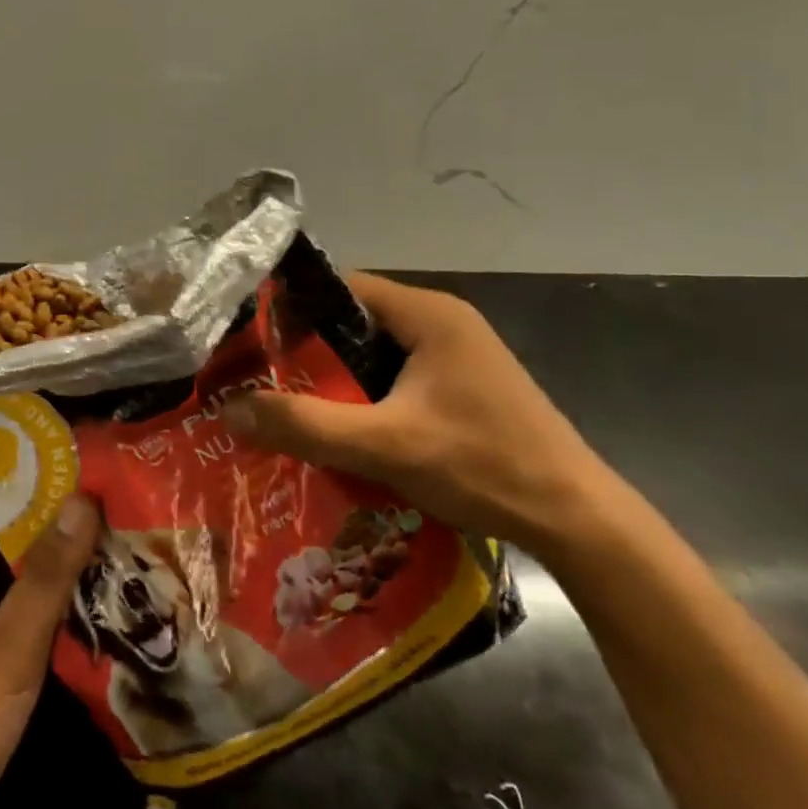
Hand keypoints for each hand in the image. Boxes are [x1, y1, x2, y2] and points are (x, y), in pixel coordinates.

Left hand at [0, 494, 101, 808]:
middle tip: (122, 514)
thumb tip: (83, 499)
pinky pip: (31, 623)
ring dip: (67, 575)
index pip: (6, 510)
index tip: (95, 480)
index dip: (48, 493)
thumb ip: (48, 572)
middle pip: (21, 548)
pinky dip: (61, 614)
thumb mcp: (12, 638)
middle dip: (66, 535)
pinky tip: (101, 609)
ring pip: (29, 587)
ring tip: (123, 550)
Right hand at [225, 273, 613, 555]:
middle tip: (263, 381)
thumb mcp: (384, 446)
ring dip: (338, 379)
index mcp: (427, 312)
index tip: (251, 343)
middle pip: (355, 322)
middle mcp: (442, 320)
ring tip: (291, 408)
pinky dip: (366, 397)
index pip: (340, 288)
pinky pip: (397, 377)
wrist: (578, 520)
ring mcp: (457, 354)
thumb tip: (229, 408)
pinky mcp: (464, 386)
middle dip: (309, 351)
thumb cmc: (482, 466)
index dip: (292, 310)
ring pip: (375, 354)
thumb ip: (305, 425)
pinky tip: (344, 431)